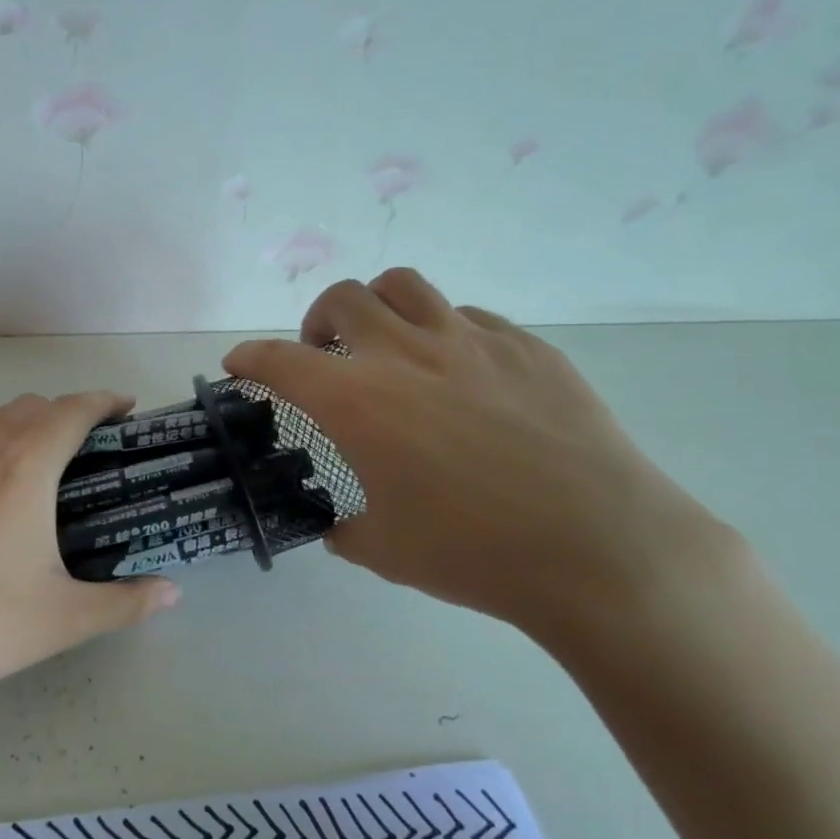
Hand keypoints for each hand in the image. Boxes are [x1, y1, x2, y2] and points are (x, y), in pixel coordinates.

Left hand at [0, 391, 180, 715]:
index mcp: (22, 468)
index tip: (125, 408)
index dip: (103, 402)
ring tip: (30, 464)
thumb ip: (125, 602)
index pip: (71, 411)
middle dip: (62, 414)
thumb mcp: (62, 619)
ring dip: (15, 425)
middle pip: (27, 407)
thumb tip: (171, 592)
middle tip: (85, 448)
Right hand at [224, 270, 727, 643]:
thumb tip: (336, 523)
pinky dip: (441, 333)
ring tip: (385, 344)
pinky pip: (467, 316)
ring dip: (377, 307)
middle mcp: (405, 354)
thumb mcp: (383, 548)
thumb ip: (342, 526)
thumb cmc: (475, 553)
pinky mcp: (525, 346)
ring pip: (404, 286)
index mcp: (357, 402)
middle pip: (342, 299)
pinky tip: (457, 374)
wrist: (599, 548)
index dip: (250, 358)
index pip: (280, 360)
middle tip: (324, 357)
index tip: (240, 365)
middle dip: (316, 322)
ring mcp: (470, 341)